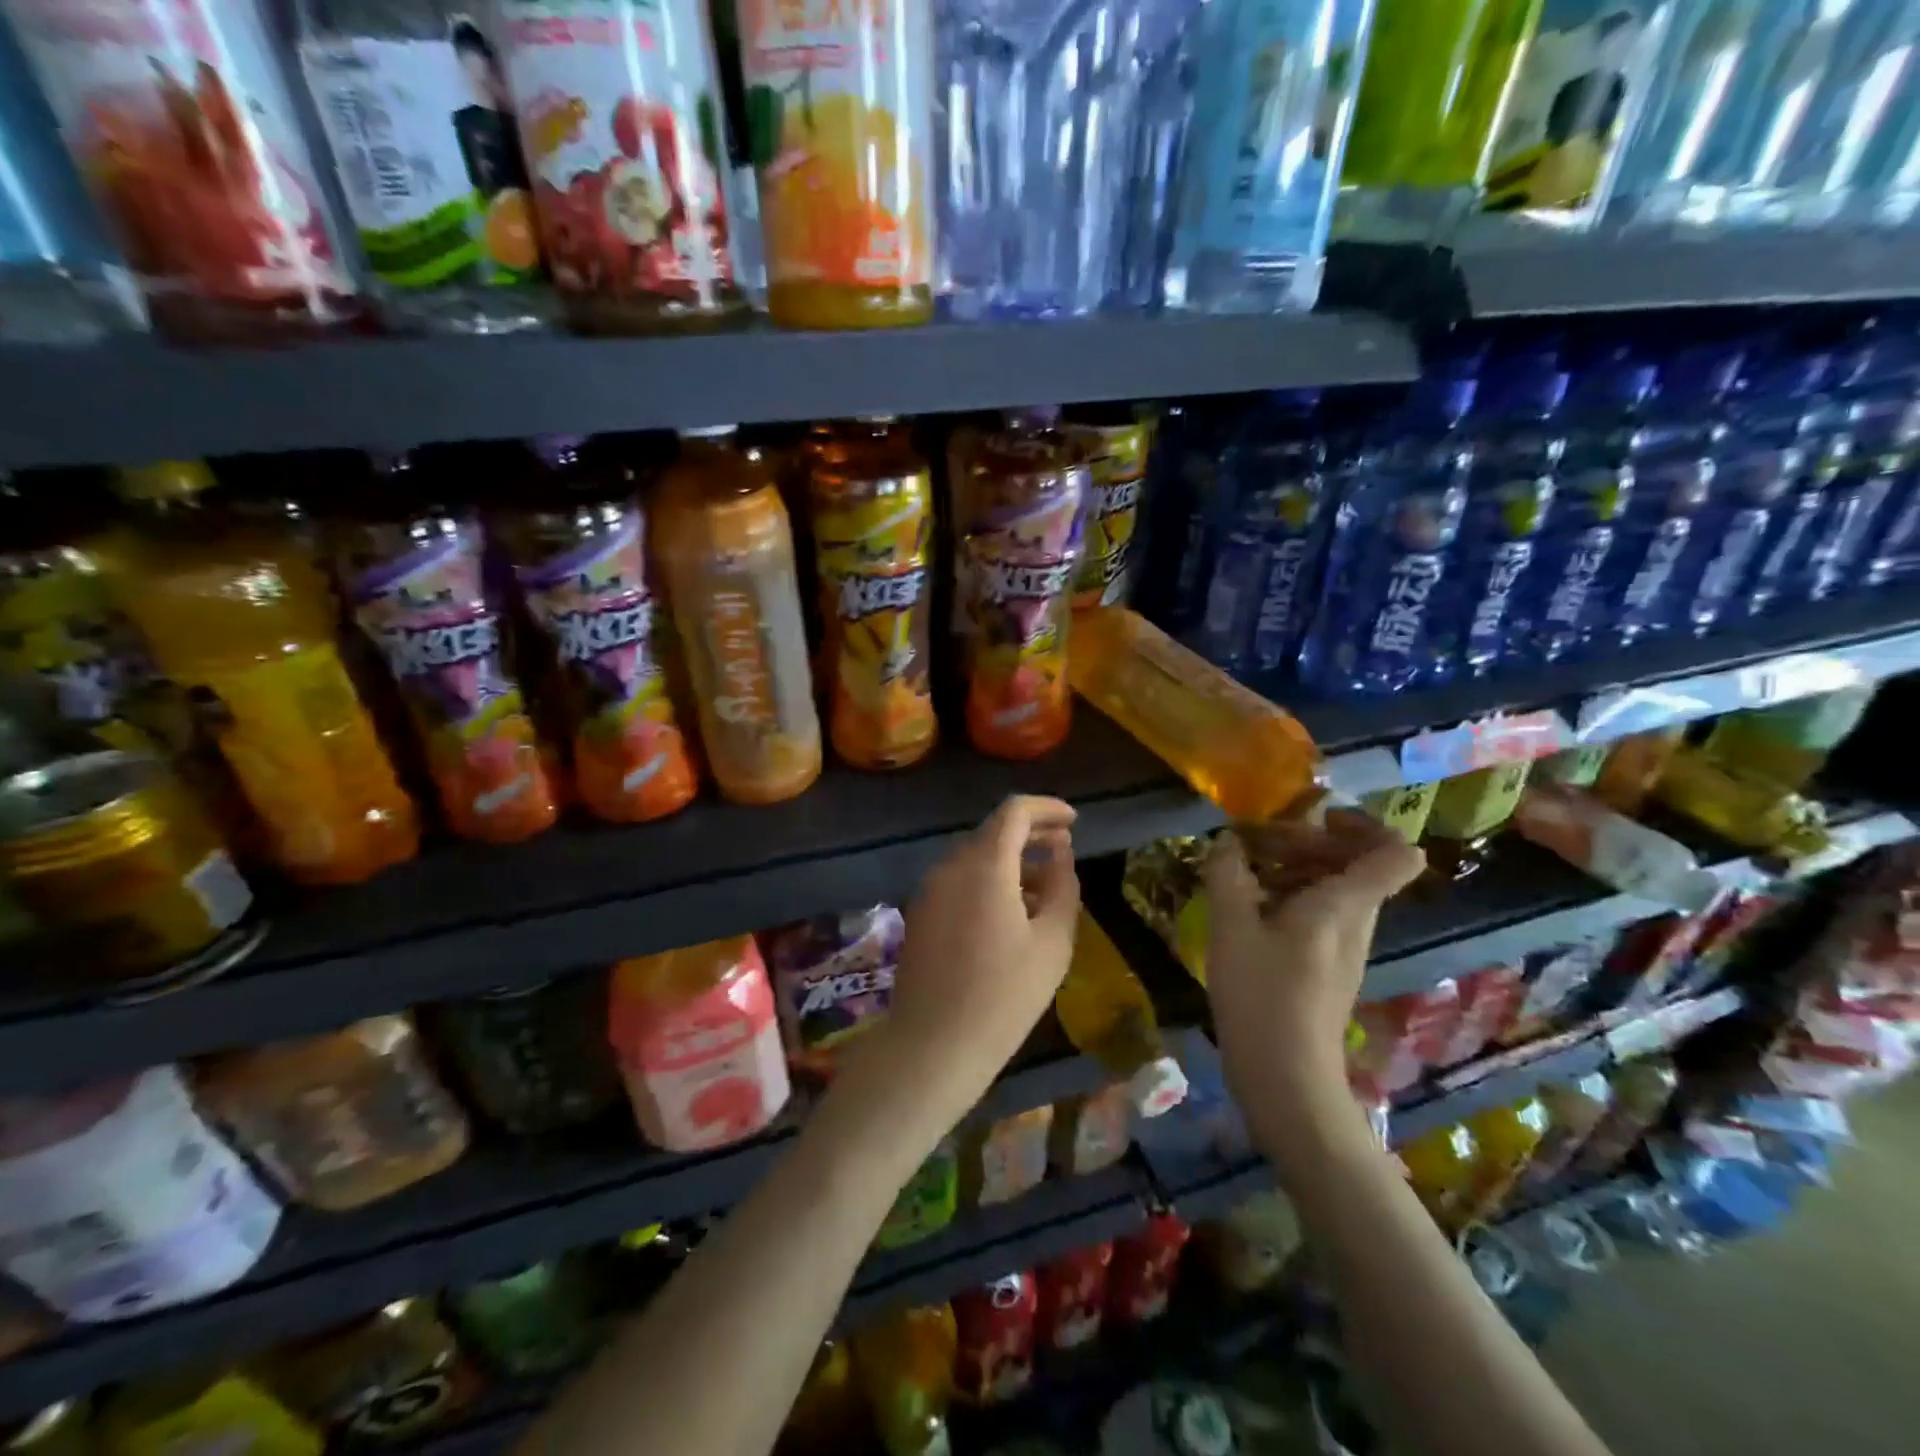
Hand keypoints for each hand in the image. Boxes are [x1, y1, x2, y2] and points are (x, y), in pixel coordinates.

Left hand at [874, 795, 1079, 1118]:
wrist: (933, 1045)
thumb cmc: (1004, 995)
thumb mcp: (1052, 941)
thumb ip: (1062, 886)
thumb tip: (1060, 854)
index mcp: (983, 865)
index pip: (1014, 812)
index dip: (1047, 808)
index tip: (1074, 822)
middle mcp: (950, 866)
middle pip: (993, 832)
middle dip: (1031, 834)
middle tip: (1065, 848)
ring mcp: (929, 889)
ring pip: (975, 857)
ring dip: (1011, 861)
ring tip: (1045, 887)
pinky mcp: (920, 913)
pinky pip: (959, 881)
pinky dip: (988, 880)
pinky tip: (1011, 912)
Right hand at [1203, 812, 1424, 1106]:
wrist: (1285, 1077)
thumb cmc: (1261, 995)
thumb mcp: (1231, 927)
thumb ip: (1228, 875)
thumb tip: (1227, 841)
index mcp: (1344, 904)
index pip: (1394, 853)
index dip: (1365, 825)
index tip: (1316, 818)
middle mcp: (1356, 921)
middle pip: (1357, 864)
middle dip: (1309, 842)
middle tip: (1256, 842)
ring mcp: (1346, 948)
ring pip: (1337, 889)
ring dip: (1295, 869)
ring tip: (1243, 872)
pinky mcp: (1328, 968)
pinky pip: (1323, 915)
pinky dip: (1291, 899)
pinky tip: (1248, 910)